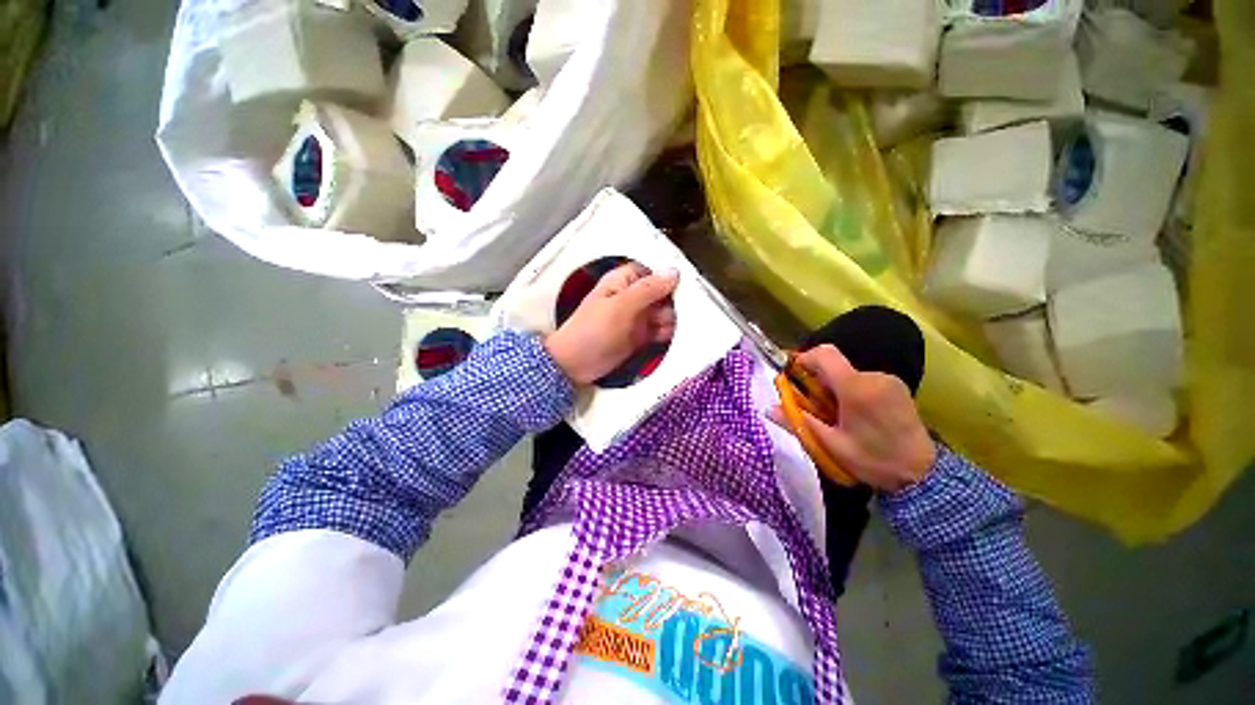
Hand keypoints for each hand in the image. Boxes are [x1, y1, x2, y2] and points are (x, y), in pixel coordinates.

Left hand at [545, 263, 678, 384]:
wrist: (575, 365)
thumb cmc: (594, 330)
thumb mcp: (620, 306)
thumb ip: (648, 289)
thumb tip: (674, 271)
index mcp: (624, 281)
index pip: (653, 271)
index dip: (670, 276)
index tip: (689, 285)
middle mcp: (633, 297)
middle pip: (663, 293)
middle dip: (674, 301)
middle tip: (687, 311)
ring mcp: (638, 317)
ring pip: (664, 312)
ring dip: (673, 319)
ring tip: (678, 327)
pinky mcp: (640, 336)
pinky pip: (659, 330)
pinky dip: (667, 333)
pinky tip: (671, 337)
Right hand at [772, 345, 935, 492]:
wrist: (924, 476)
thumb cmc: (873, 460)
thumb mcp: (831, 445)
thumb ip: (798, 422)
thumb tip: (769, 409)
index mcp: (856, 388)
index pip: (824, 354)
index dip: (804, 358)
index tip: (794, 376)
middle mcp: (874, 376)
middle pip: (835, 365)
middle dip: (818, 381)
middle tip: (816, 407)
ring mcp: (889, 380)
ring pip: (849, 373)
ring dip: (835, 387)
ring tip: (837, 415)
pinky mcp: (898, 387)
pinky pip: (864, 379)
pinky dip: (851, 390)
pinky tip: (856, 415)